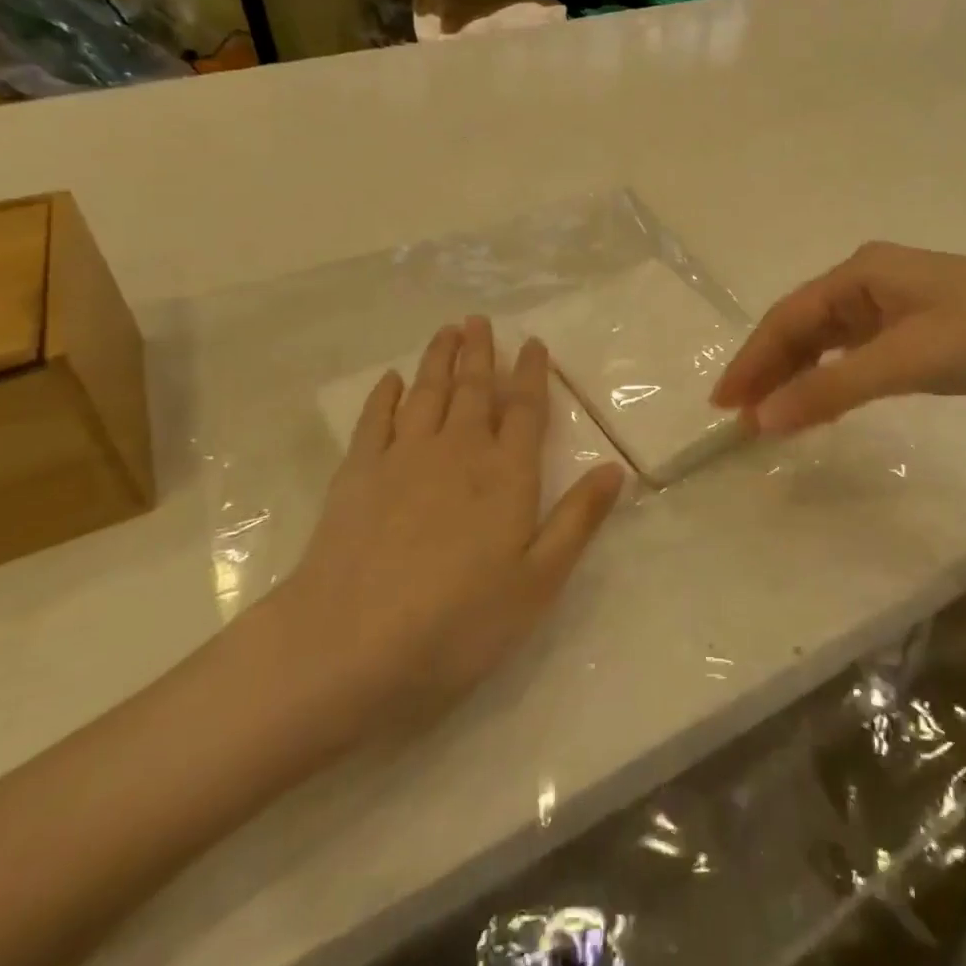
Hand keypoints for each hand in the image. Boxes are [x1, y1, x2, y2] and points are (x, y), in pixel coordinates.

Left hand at [273, 318, 626, 739]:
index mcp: (506, 474)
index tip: (533, 343)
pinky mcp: (358, 474)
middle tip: (480, 320)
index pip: (524, 409)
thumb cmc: (459, 622)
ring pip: (427, 393)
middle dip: (480, 352)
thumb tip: (616, 468)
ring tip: (446, 331)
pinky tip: (391, 380)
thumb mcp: (538, 582)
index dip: (532, 373)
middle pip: (473, 389)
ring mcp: (403, 458)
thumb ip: (578, 520)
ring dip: (438, 359)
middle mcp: (458, 451)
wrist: (350, 646)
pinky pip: (375, 420)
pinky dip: (385, 395)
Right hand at [712, 242, 965, 434]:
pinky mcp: (916, 326)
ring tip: (772, 416)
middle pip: (804, 326)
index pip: (789, 316)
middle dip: (771, 369)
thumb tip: (761, 418)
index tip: (723, 403)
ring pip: (829, 340)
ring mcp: (895, 302)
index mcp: (861, 271)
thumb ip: (830, 389)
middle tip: (740, 417)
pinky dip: (833, 378)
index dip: (752, 359)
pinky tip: (821, 400)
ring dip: (799, 375)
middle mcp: (870, 279)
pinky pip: (856, 352)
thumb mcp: (904, 362)